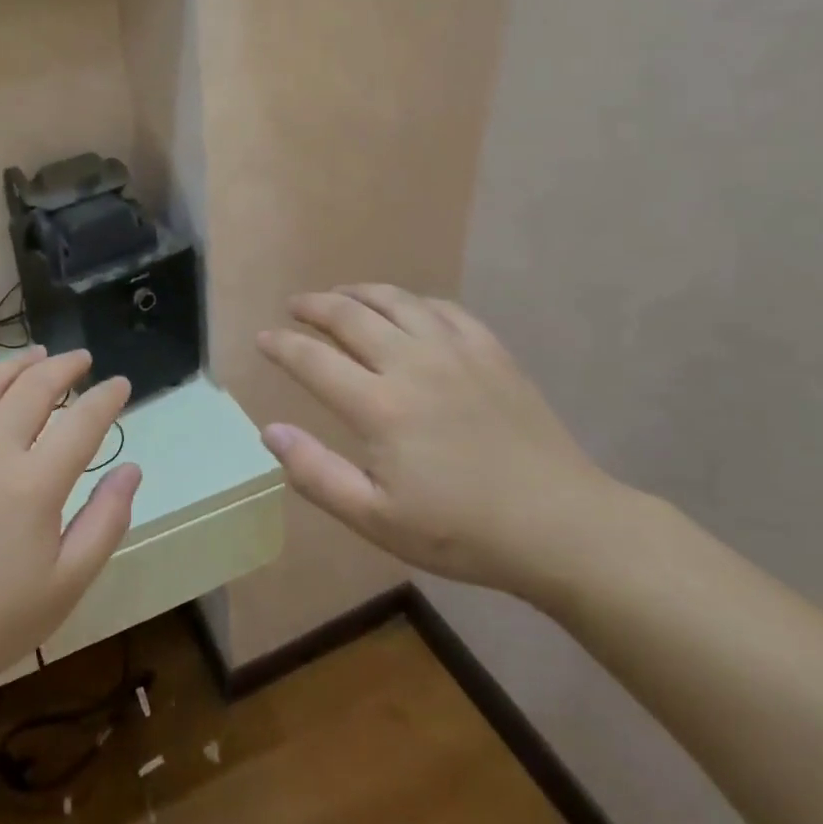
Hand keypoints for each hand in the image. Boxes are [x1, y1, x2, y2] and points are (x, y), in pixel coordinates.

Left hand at [0, 347, 139, 707]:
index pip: (82, 421)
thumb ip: (106, 521)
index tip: (120, 385)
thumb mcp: (66, 584)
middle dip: (65, 367)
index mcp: (33, 484)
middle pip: (34, 387)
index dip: (107, 397)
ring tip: (36, 357)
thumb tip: (131, 469)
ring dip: (16, 364)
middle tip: (82, 361)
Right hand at [257, 284, 631, 604]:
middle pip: (350, 316)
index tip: (262, 339)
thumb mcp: (375, 519)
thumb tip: (270, 431)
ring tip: (340, 295)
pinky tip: (407, 309)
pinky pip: (443, 309)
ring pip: (396, 301)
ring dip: (359, 292)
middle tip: (294, 306)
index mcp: (379, 406)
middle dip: (314, 306)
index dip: (282, 345)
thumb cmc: (460, 531)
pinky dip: (413, 301)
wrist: (560, 524)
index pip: (313, 360)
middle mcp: (412, 363)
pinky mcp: (491, 352)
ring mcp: (456, 351)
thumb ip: (316, 473)